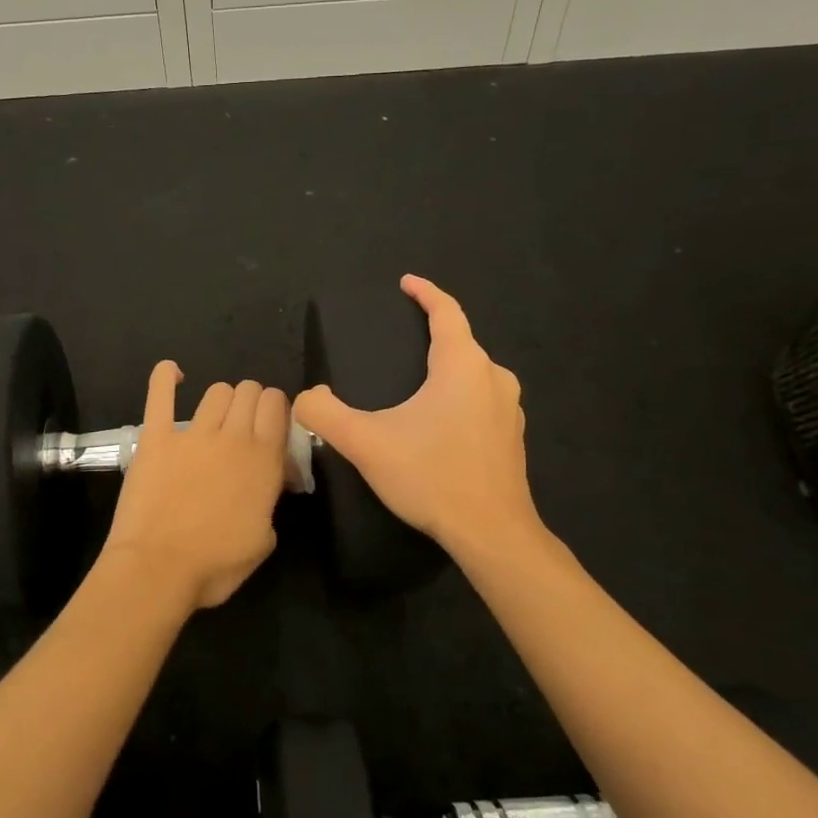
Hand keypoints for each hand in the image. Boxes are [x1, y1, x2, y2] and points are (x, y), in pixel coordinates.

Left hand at [101, 362, 289, 612]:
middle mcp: (233, 436)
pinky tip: (172, 373)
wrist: (158, 569)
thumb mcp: (265, 538)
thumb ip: (270, 501)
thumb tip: (268, 485)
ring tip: (216, 418)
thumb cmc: (216, 564)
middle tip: (245, 426)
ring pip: (216, 391)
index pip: (278, 405)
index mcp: (264, 459)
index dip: (277, 409)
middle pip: (249, 391)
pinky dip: (165, 377)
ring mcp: (192, 433)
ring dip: (222, 399)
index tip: (272, 427)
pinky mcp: (156, 437)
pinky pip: (160, 394)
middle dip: (252, 401)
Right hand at [294, 275, 540, 557]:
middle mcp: (493, 378)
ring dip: (447, 369)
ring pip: (474, 374)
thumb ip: (325, 414)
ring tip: (415, 382)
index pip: (447, 312)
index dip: (425, 293)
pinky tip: (438, 423)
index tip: (405, 284)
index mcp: (463, 365)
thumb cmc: (432, 476)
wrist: (492, 533)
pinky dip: (459, 397)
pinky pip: (482, 401)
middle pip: (462, 342)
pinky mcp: (512, 438)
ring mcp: (509, 410)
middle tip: (399, 340)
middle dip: (433, 333)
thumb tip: (305, 398)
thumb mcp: (366, 443)